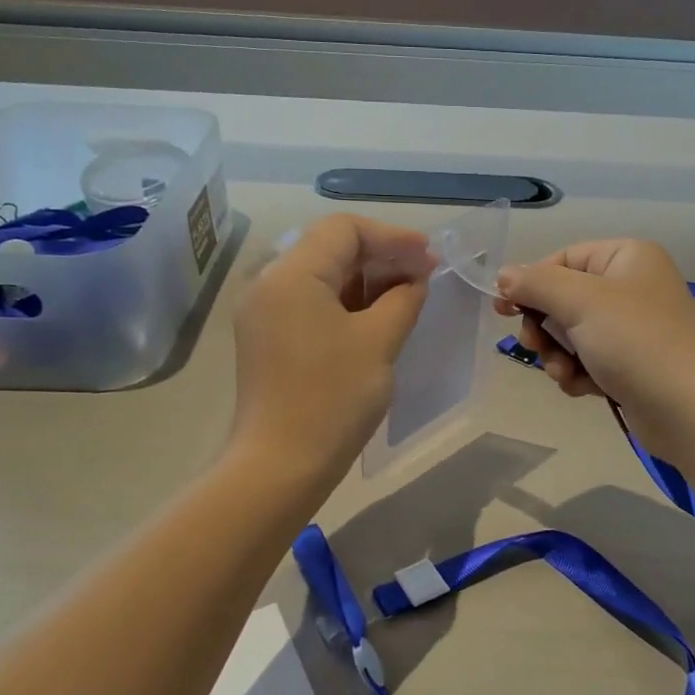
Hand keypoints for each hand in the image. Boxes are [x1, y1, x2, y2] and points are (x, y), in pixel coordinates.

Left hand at [230, 215, 434, 484]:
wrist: (281, 465)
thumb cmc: (334, 398)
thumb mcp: (379, 341)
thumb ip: (403, 298)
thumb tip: (414, 279)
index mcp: (291, 274)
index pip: (344, 229)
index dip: (393, 237)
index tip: (429, 257)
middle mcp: (269, 283)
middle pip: (331, 248)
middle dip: (382, 256)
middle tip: (425, 276)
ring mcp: (264, 312)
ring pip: (322, 275)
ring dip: (367, 280)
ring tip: (408, 296)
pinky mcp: (268, 338)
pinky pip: (311, 302)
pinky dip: (346, 302)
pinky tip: (378, 317)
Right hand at [494, 238, 694, 463]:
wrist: (689, 410)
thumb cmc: (636, 342)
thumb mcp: (581, 302)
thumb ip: (536, 284)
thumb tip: (503, 275)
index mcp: (626, 258)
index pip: (563, 259)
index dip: (532, 283)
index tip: (504, 309)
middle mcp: (631, 287)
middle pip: (564, 298)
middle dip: (545, 327)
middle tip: (533, 346)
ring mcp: (633, 328)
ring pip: (571, 334)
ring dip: (558, 355)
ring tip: (565, 373)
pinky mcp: (631, 365)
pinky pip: (588, 360)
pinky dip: (578, 373)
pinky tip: (582, 388)